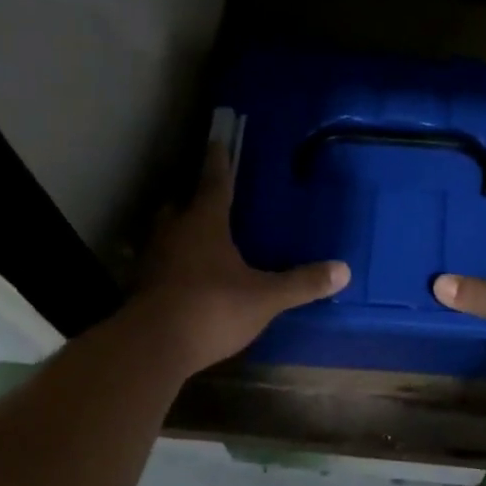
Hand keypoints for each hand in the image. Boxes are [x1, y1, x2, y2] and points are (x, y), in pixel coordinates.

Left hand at [131, 141, 350, 374]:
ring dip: (178, 231)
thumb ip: (301, 283)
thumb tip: (344, 270)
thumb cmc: (212, 308)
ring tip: (196, 238)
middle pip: (180, 205)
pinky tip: (184, 277)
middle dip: (192, 200)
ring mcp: (152, 260)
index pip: (214, 182)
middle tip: (207, 199)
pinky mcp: (141, 286)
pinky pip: (158, 264)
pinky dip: (171, 263)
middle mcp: (173, 232)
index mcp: (204, 223)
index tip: (217, 140)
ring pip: (165, 234)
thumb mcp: (265, 298)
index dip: (219, 162)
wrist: (153, 345)